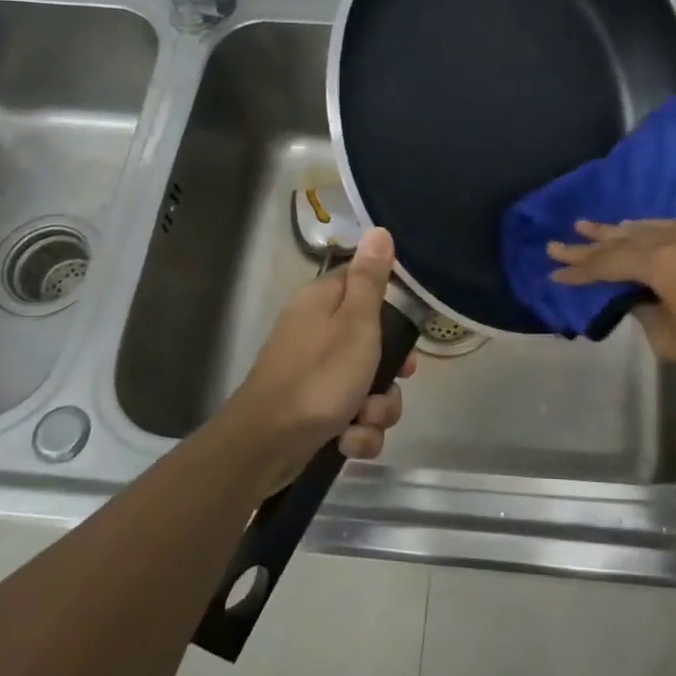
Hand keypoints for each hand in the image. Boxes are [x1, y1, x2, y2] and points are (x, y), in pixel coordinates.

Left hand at [217, 228, 415, 490]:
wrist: (266, 445)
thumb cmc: (318, 377)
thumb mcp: (355, 324)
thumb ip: (371, 280)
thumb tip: (379, 230)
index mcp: (324, 302)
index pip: (365, 283)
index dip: (393, 305)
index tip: (409, 329)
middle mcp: (317, 332)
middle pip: (374, 341)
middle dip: (391, 372)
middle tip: (397, 379)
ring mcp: (315, 373)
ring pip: (369, 385)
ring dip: (377, 409)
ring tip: (363, 420)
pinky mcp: (315, 410)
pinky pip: (353, 416)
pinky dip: (356, 432)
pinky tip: (347, 441)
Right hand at [548, 220, 675, 381]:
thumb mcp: (672, 339)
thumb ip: (645, 314)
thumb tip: (636, 299)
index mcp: (660, 263)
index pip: (608, 264)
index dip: (579, 271)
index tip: (554, 273)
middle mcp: (673, 240)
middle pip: (621, 241)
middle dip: (587, 245)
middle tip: (556, 244)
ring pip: (643, 229)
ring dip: (614, 231)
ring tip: (587, 227)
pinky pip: (665, 228)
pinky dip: (643, 230)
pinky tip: (635, 231)